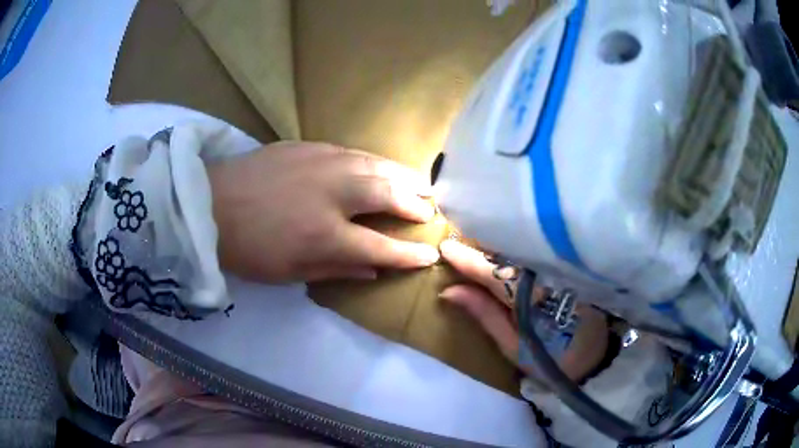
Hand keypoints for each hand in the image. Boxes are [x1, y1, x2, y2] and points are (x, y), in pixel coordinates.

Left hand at [208, 141, 439, 282]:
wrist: (208, 205)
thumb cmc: (247, 249)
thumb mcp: (288, 273)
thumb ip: (336, 269)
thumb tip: (373, 269)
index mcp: (325, 235)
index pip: (382, 247)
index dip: (410, 254)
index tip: (429, 254)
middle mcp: (332, 195)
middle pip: (388, 196)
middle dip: (414, 204)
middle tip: (429, 209)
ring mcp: (321, 163)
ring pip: (376, 166)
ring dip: (403, 176)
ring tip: (420, 182)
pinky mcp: (308, 146)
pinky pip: (353, 152)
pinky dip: (375, 161)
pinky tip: (381, 165)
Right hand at [439, 240, 608, 380]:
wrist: (593, 359)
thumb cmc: (548, 359)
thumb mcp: (513, 346)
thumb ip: (484, 315)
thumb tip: (449, 290)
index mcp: (535, 299)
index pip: (496, 273)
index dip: (469, 260)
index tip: (445, 247)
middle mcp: (550, 276)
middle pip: (511, 254)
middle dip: (482, 245)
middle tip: (457, 238)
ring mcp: (562, 270)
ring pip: (524, 251)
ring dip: (498, 245)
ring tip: (475, 239)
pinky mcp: (568, 269)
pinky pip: (536, 254)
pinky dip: (516, 250)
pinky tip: (503, 247)